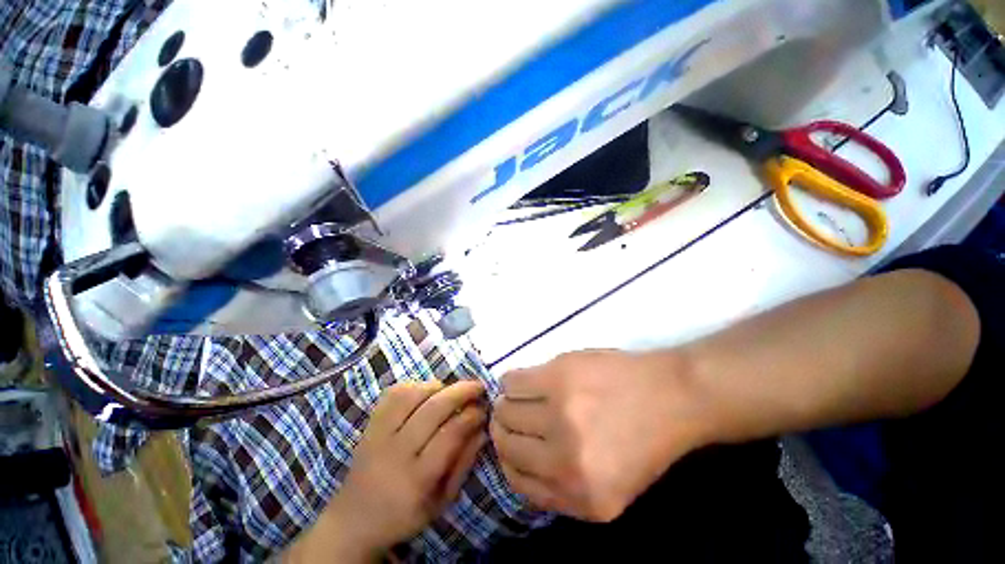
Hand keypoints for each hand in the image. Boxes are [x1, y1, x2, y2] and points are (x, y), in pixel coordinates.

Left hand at [287, 381, 487, 562]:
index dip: (471, 415)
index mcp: (417, 480)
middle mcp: (396, 453)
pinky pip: (392, 394)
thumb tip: (483, 429)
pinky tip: (427, 391)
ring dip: (438, 386)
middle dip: (461, 391)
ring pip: (412, 395)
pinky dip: (414, 385)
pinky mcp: (369, 425)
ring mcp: (378, 435)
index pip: (450, 434)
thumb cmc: (405, 515)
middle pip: (432, 409)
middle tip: (478, 386)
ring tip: (452, 390)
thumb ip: (464, 463)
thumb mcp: (442, 501)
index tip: (484, 409)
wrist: (354, 521)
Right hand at [490, 350, 706, 521]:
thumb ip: (562, 488)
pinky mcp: (558, 377)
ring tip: (516, 397)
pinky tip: (520, 381)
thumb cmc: (644, 439)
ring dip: (505, 404)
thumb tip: (517, 465)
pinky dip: (510, 382)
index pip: (519, 482)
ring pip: (505, 410)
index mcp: (583, 499)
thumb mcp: (609, 488)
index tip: (510, 443)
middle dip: (502, 429)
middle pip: (506, 443)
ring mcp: (561, 414)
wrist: (674, 395)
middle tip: (508, 416)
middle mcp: (567, 461)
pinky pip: (513, 381)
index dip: (508, 459)